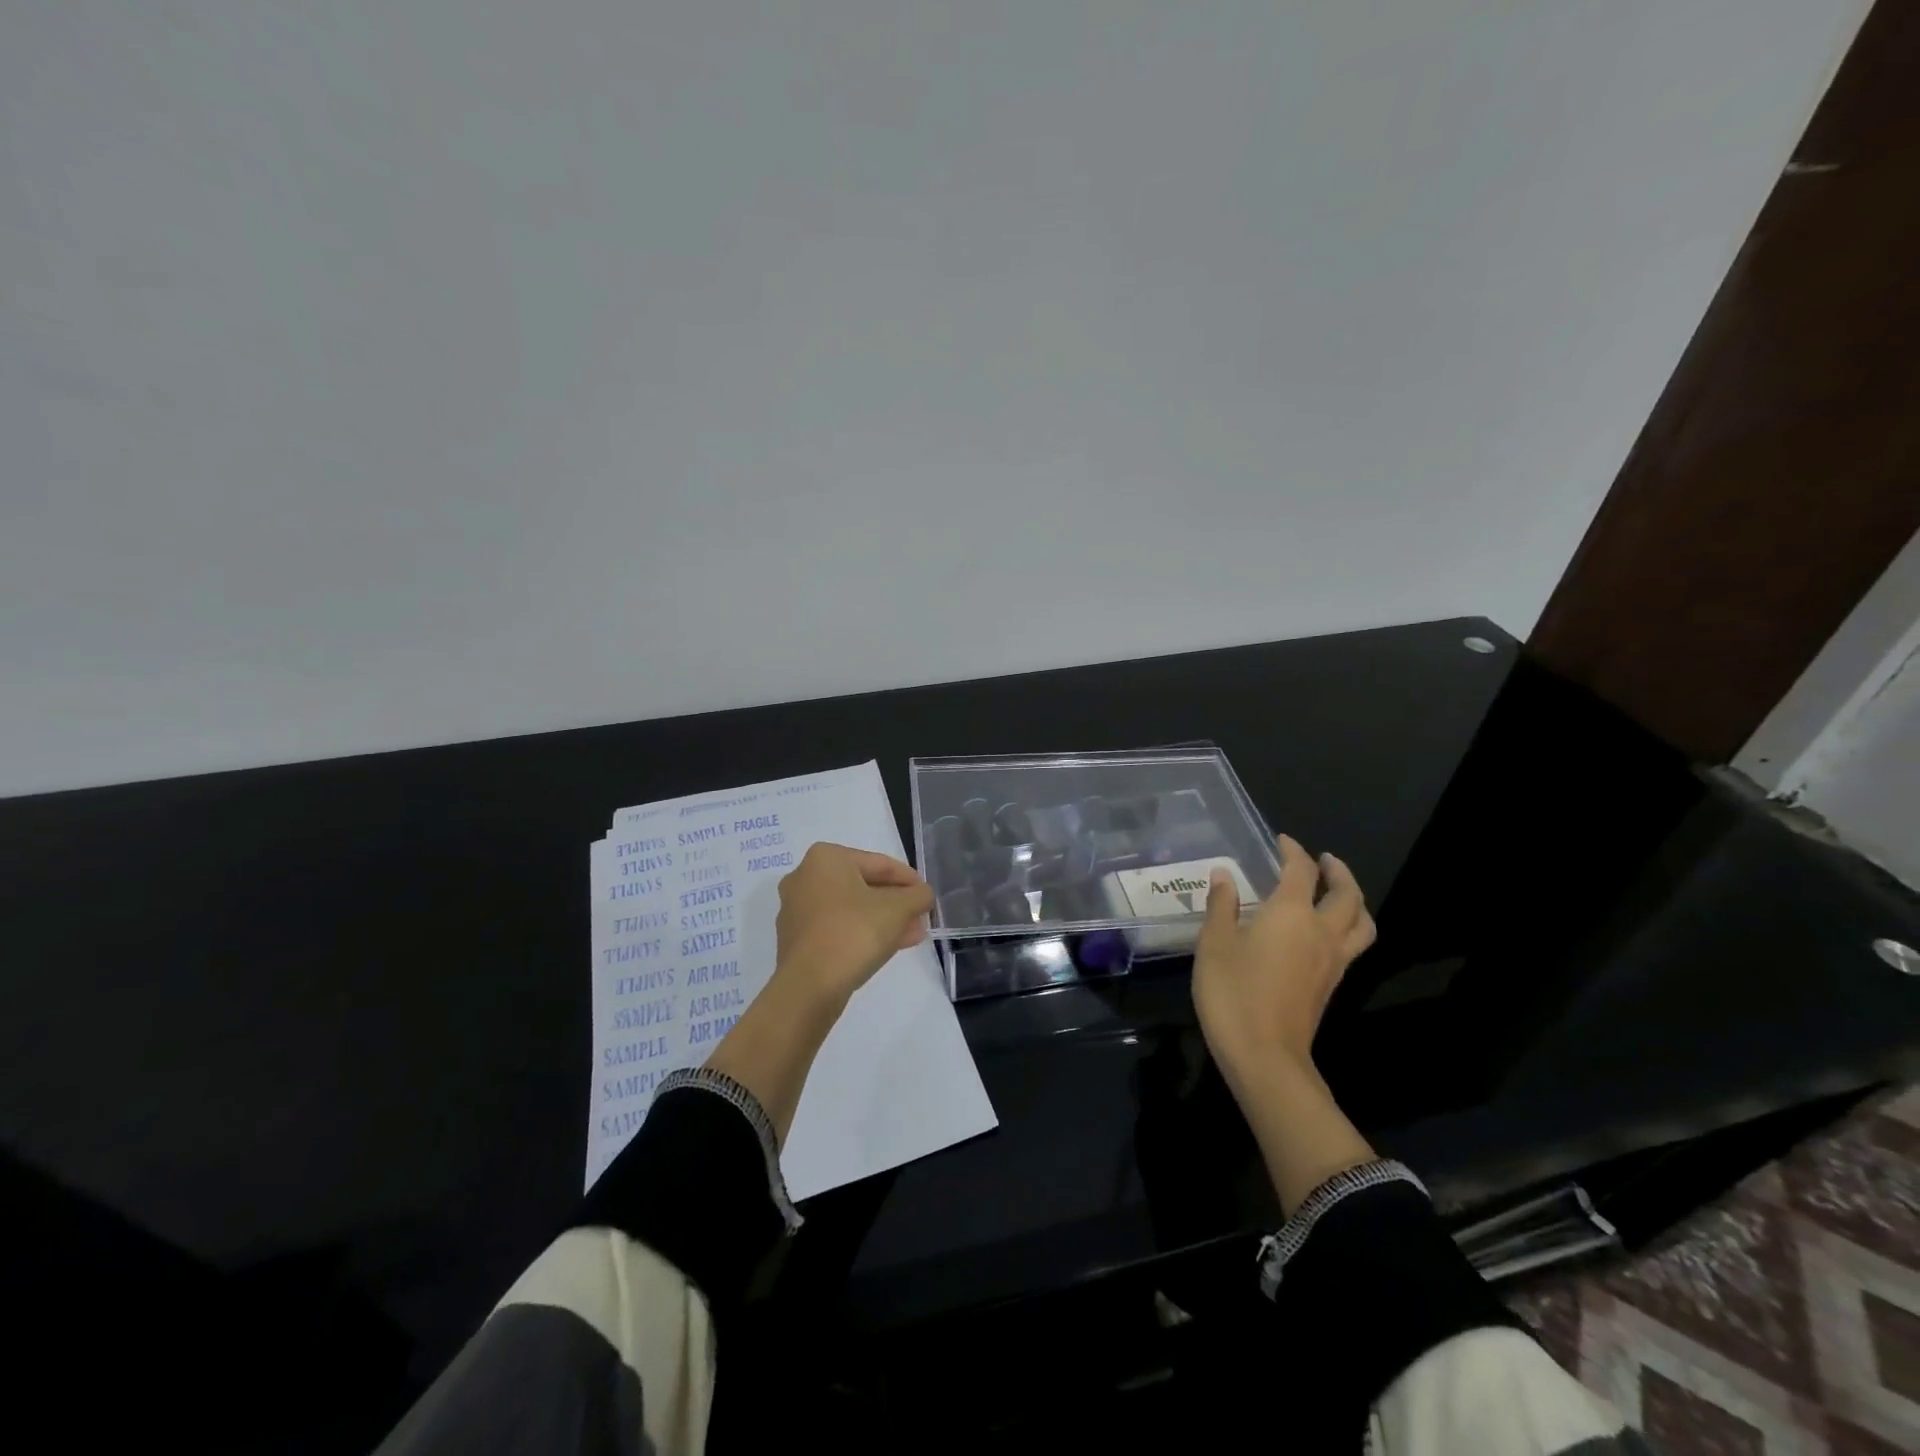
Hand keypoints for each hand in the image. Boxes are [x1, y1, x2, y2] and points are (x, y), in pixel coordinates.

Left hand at [773, 842, 934, 1009]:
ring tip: (912, 935)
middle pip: (864, 886)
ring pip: (852, 909)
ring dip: (883, 920)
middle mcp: (805, 877)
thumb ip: (918, 896)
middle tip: (920, 917)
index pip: (880, 863)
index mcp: (826, 858)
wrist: (809, 987)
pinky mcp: (797, 938)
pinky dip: (862, 932)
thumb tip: (923, 895)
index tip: (927, 897)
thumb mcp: (898, 909)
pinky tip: (888, 947)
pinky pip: (837, 927)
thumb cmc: (854, 933)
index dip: (910, 880)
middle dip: (896, 903)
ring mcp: (797, 909)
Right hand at [1192, 834, 1374, 1093]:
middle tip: (1324, 860)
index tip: (1282, 841)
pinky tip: (1324, 932)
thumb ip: (1221, 905)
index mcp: (1291, 914)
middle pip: (1347, 895)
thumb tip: (1224, 875)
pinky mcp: (1331, 985)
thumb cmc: (1233, 992)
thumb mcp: (1214, 943)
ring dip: (1354, 901)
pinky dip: (1347, 927)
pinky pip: (1352, 945)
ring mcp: (1332, 961)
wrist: (1264, 1056)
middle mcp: (1321, 932)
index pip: (1300, 871)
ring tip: (1338, 893)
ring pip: (1361, 923)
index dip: (1293, 851)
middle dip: (1338, 872)